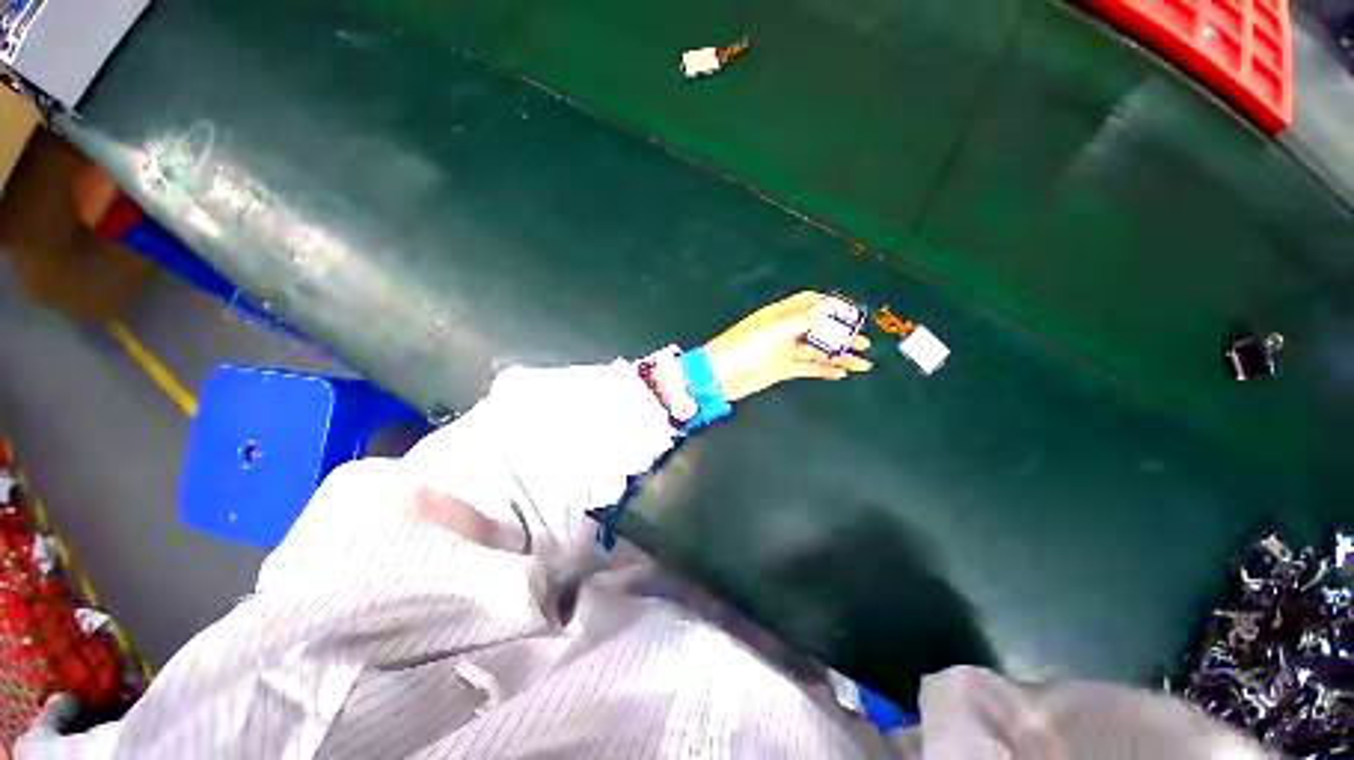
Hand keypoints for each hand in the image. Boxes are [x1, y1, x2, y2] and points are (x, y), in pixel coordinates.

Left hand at [704, 291, 871, 402]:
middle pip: (818, 329)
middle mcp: (784, 331)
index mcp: (779, 315)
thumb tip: (826, 307)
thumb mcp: (771, 333)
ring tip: (862, 362)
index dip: (831, 306)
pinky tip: (840, 371)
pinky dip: (824, 369)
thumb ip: (800, 321)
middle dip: (841, 334)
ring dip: (839, 355)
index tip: (852, 314)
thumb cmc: (739, 349)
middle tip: (863, 340)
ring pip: (817, 351)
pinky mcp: (782, 369)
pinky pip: (808, 368)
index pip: (809, 303)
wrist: (717, 377)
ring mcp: (784, 351)